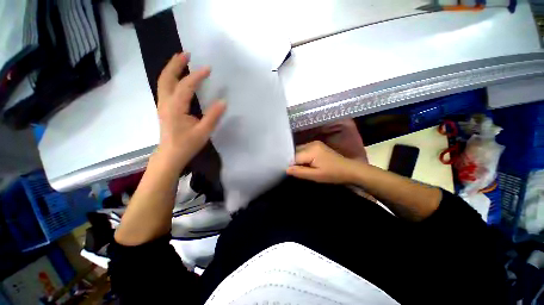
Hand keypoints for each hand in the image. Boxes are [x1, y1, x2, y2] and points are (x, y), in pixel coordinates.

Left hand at [157, 52, 225, 167]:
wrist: (170, 155)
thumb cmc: (187, 144)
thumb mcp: (203, 132)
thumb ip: (213, 116)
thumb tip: (223, 102)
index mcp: (175, 107)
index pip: (186, 86)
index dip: (197, 76)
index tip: (208, 68)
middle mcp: (166, 102)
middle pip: (167, 78)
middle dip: (176, 64)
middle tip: (186, 54)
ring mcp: (163, 105)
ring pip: (164, 82)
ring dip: (172, 69)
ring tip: (181, 60)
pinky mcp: (164, 108)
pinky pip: (165, 88)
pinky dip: (171, 78)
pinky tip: (178, 78)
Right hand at [286, 141, 356, 183]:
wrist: (349, 169)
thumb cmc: (333, 174)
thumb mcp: (315, 175)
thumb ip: (300, 172)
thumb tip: (286, 169)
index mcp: (311, 150)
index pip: (294, 157)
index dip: (292, 165)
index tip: (292, 173)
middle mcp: (311, 143)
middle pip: (296, 152)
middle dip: (294, 161)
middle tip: (297, 171)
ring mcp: (314, 143)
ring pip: (299, 150)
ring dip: (298, 159)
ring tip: (302, 168)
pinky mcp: (317, 145)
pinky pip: (304, 150)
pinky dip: (303, 156)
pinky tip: (307, 163)